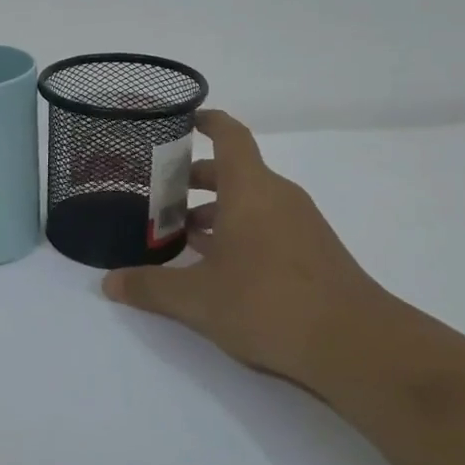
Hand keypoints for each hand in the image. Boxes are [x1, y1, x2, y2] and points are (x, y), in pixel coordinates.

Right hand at [101, 110, 388, 386]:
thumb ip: (150, 287)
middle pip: (233, 171)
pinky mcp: (313, 252)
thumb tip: (109, 283)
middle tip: (157, 192)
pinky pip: (267, 225)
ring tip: (180, 232)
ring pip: (250, 201)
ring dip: (215, 210)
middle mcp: (278, 196)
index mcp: (250, 189)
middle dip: (194, 178)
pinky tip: (217, 264)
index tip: (182, 119)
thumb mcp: (197, 299)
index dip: (206, 121)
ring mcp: (300, 224)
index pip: (229, 135)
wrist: (356, 345)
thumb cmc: (268, 303)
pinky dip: (239, 231)